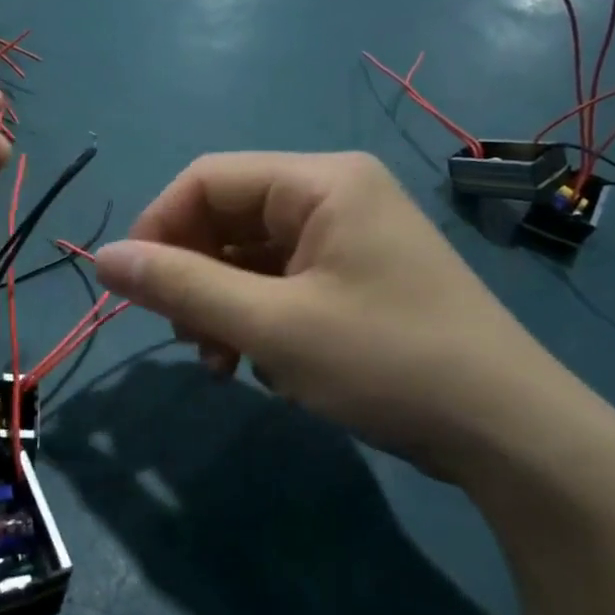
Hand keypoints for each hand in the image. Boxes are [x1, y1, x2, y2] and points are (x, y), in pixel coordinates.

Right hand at [93, 152, 588, 475]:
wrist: (511, 435)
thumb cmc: (388, 364)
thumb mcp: (272, 327)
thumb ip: (182, 287)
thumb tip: (102, 258)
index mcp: (321, 182)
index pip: (206, 179)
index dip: (158, 228)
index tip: (132, 289)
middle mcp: (335, 195)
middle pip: (228, 216)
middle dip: (193, 275)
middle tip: (185, 338)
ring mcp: (350, 238)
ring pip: (250, 255)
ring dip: (220, 304)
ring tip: (221, 362)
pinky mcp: (357, 278)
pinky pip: (282, 282)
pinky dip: (256, 318)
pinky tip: (259, 365)